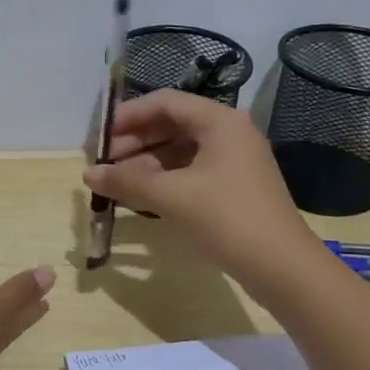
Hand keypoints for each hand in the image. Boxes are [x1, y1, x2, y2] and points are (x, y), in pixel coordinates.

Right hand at [83, 90, 316, 286]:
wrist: (281, 267)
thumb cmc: (226, 218)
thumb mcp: (171, 196)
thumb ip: (126, 181)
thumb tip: (88, 174)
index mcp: (220, 121)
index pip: (165, 102)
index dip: (129, 116)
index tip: (100, 137)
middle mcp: (229, 133)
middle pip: (172, 124)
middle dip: (135, 142)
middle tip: (104, 164)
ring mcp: (234, 161)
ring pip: (180, 151)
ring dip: (146, 163)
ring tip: (116, 183)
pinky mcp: (234, 187)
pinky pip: (190, 172)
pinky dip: (164, 180)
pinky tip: (141, 196)